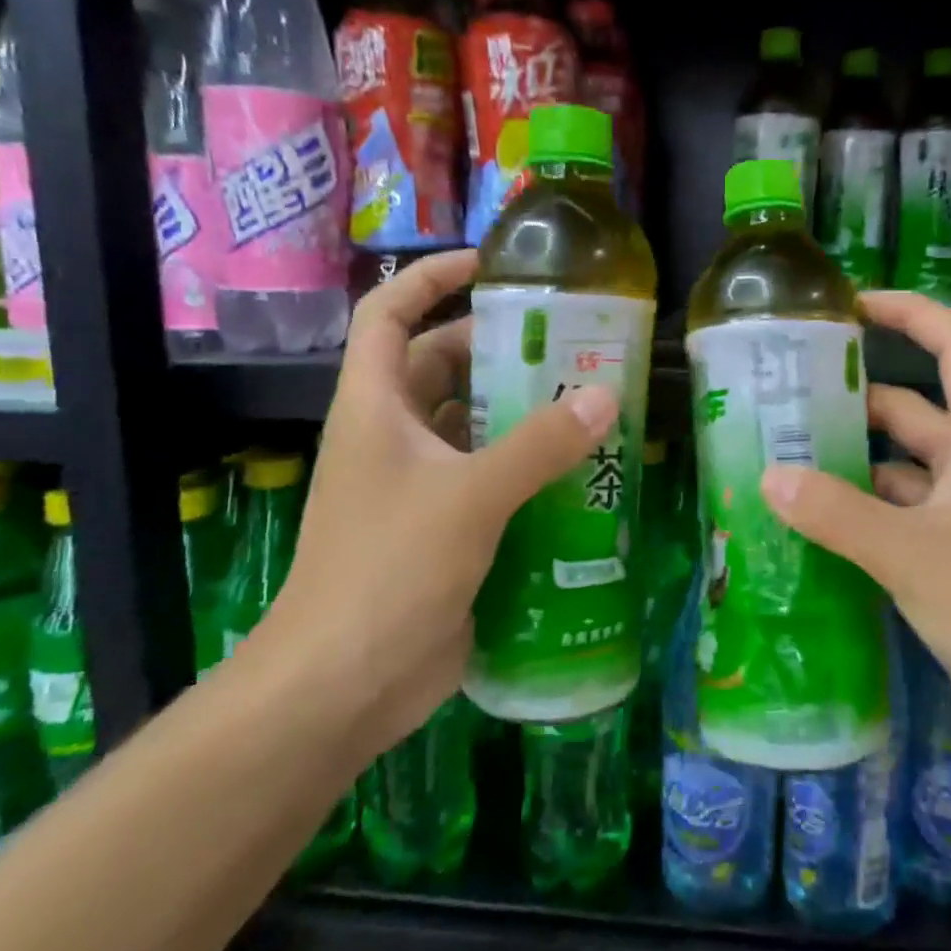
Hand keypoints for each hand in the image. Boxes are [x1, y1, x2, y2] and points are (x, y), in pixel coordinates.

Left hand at [256, 250, 618, 756]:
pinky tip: (579, 471)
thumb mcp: (470, 496)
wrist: (344, 684)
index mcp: (376, 407)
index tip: (488, 265)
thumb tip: (605, 396)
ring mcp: (417, 486)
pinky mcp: (444, 529)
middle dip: (498, 350)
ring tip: (588, 401)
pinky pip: (489, 479)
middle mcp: (393, 437)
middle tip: (568, 345)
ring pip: (472, 427)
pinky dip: (526, 469)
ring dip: (520, 413)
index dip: (429, 278)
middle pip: (442, 368)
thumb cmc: (389, 569)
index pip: (389, 314)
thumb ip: (539, 445)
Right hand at [758, 292, 950, 757]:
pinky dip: (860, 521)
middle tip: (784, 403)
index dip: (910, 312)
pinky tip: (812, 532)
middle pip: (912, 411)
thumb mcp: (915, 555)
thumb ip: (839, 515)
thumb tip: (769, 476)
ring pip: (900, 474)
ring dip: (849, 468)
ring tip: (781, 466)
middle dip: (854, 401)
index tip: (852, 306)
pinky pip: (899, 524)